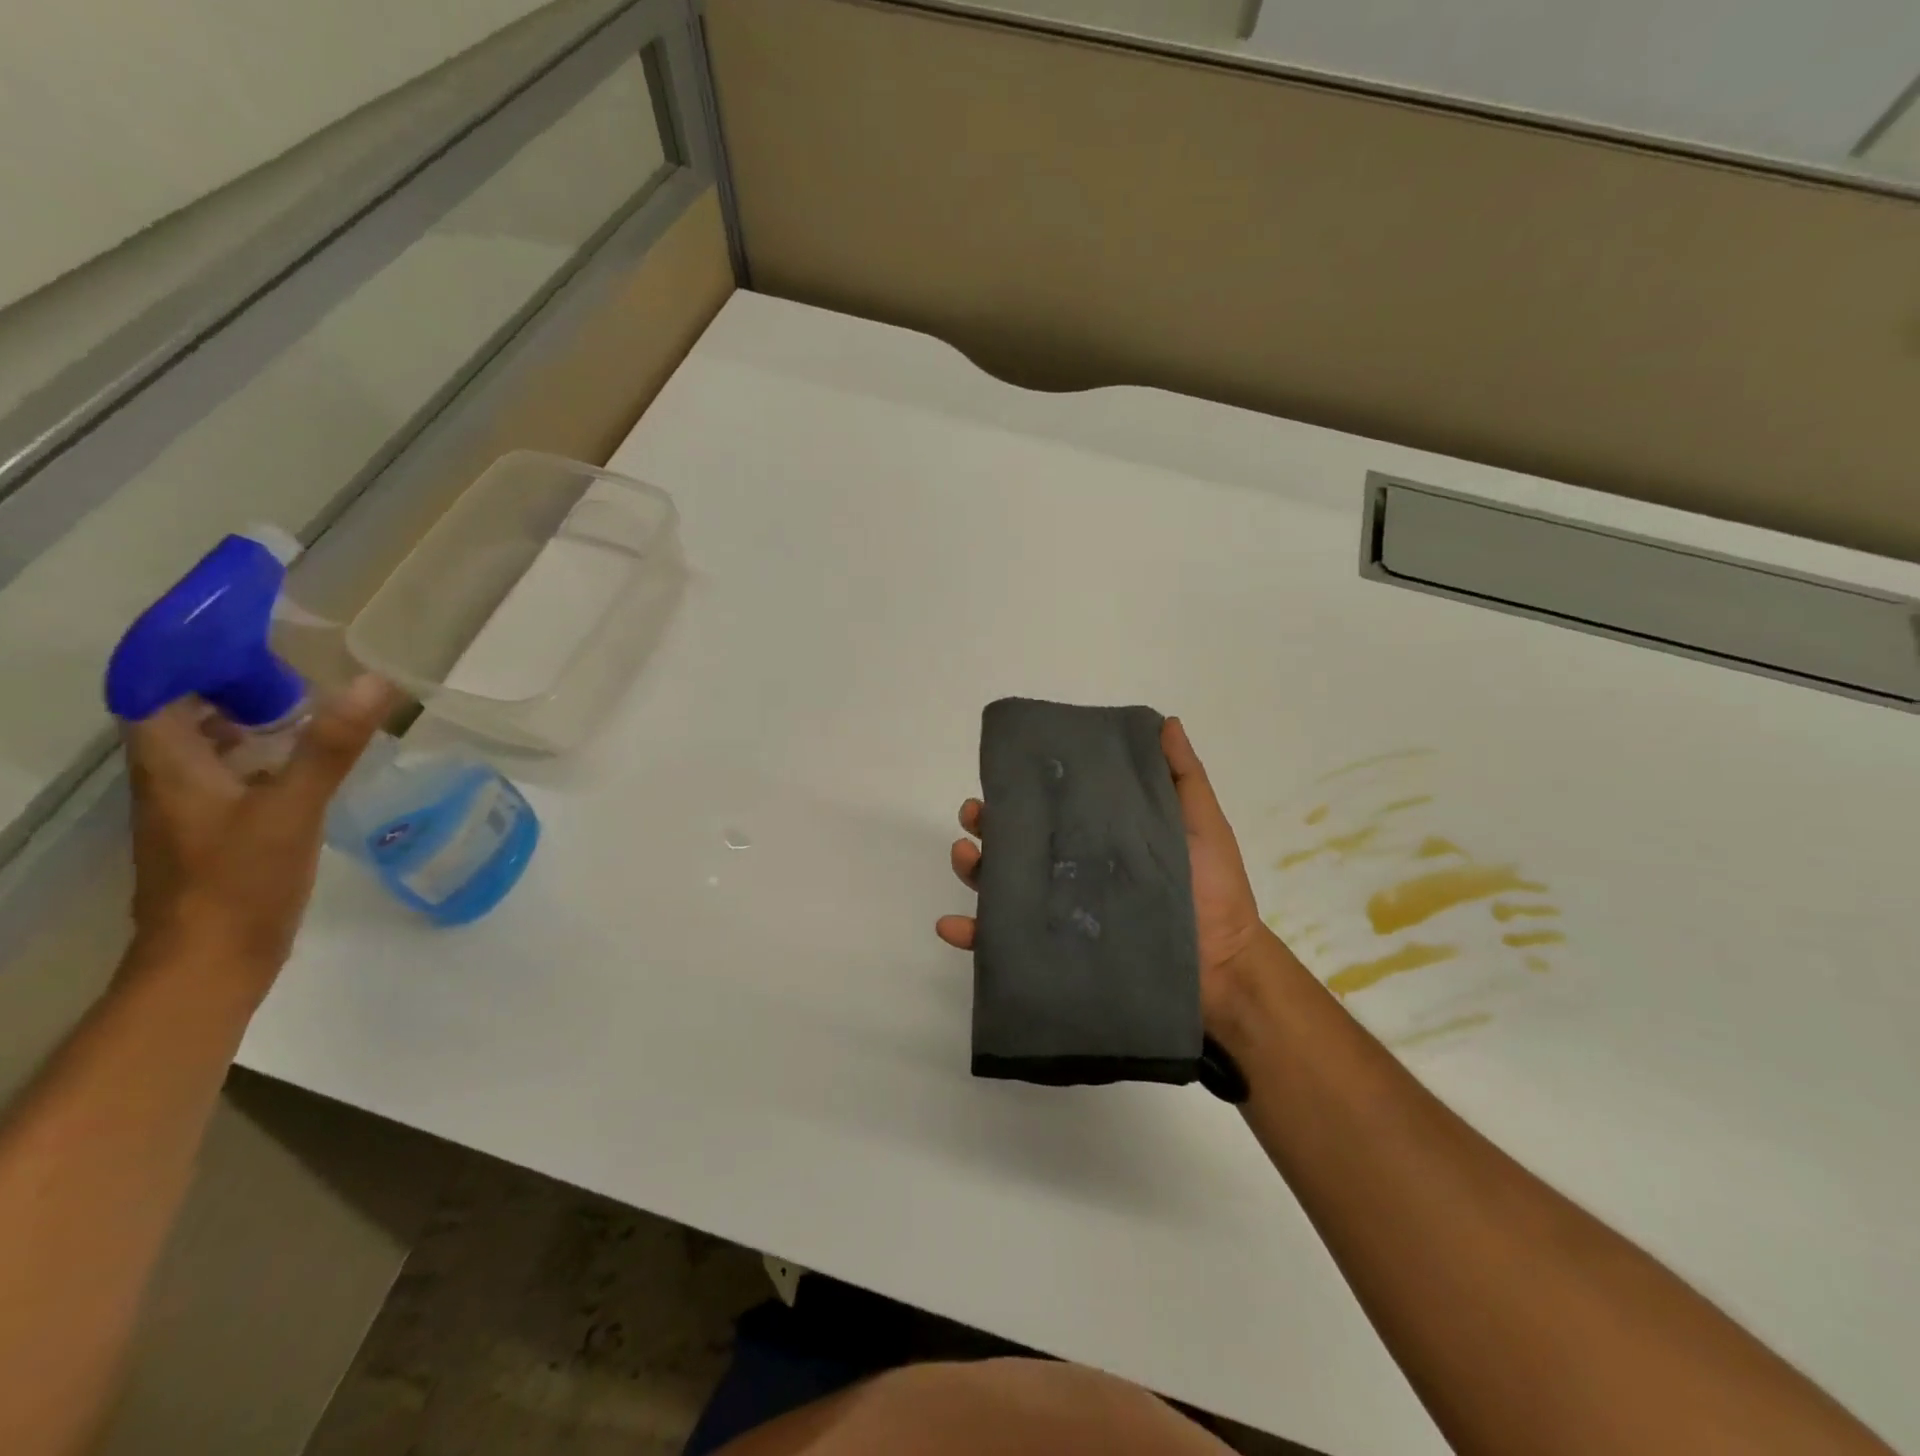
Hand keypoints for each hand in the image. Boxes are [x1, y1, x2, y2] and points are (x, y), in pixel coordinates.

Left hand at [123, 675, 394, 988]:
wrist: (213, 961)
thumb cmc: (240, 879)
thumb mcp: (292, 807)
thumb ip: (331, 746)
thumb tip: (374, 682)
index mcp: (170, 766)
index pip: (156, 692)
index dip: (190, 660)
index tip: (245, 638)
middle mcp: (169, 782)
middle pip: (181, 718)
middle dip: (226, 688)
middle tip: (290, 670)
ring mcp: (191, 812)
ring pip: (207, 750)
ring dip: (245, 724)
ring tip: (306, 709)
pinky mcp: (217, 836)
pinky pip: (231, 779)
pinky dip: (262, 760)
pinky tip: (306, 766)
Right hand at [936, 716, 1273, 1033]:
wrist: (1223, 969)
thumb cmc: (1213, 891)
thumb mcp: (1201, 825)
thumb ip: (1182, 778)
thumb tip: (1164, 721)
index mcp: (1098, 841)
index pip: (1051, 810)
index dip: (1022, 791)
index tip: (1002, 774)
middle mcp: (1072, 874)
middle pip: (1016, 844)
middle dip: (986, 825)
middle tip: (974, 816)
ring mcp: (1060, 915)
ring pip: (1001, 888)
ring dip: (972, 869)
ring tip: (963, 856)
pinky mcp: (1055, 955)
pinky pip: (1003, 946)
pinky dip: (971, 935)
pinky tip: (951, 926)